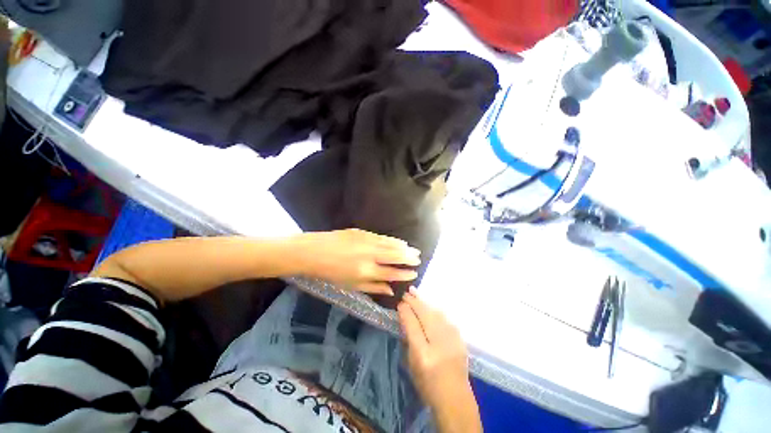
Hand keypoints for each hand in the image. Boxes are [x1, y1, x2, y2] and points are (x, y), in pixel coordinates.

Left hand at [292, 229, 420, 294]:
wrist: (313, 252)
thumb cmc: (330, 273)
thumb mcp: (350, 285)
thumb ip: (373, 288)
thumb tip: (391, 290)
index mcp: (366, 272)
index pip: (392, 273)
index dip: (405, 274)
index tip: (414, 273)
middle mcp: (369, 256)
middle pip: (395, 256)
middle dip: (409, 258)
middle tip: (418, 258)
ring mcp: (366, 241)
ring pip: (390, 244)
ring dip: (404, 247)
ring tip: (413, 250)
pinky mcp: (362, 232)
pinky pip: (382, 237)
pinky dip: (393, 240)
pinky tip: (399, 241)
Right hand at [398, 290, 481, 432]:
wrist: (456, 399)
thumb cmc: (428, 385)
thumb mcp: (412, 365)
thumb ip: (409, 339)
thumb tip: (405, 317)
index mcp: (423, 354)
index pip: (412, 325)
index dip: (406, 311)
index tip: (400, 303)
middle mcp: (439, 344)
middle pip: (425, 315)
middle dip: (414, 302)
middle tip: (406, 292)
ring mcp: (452, 340)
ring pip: (436, 313)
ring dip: (424, 303)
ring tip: (415, 293)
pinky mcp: (460, 339)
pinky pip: (445, 318)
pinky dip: (435, 310)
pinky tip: (429, 306)